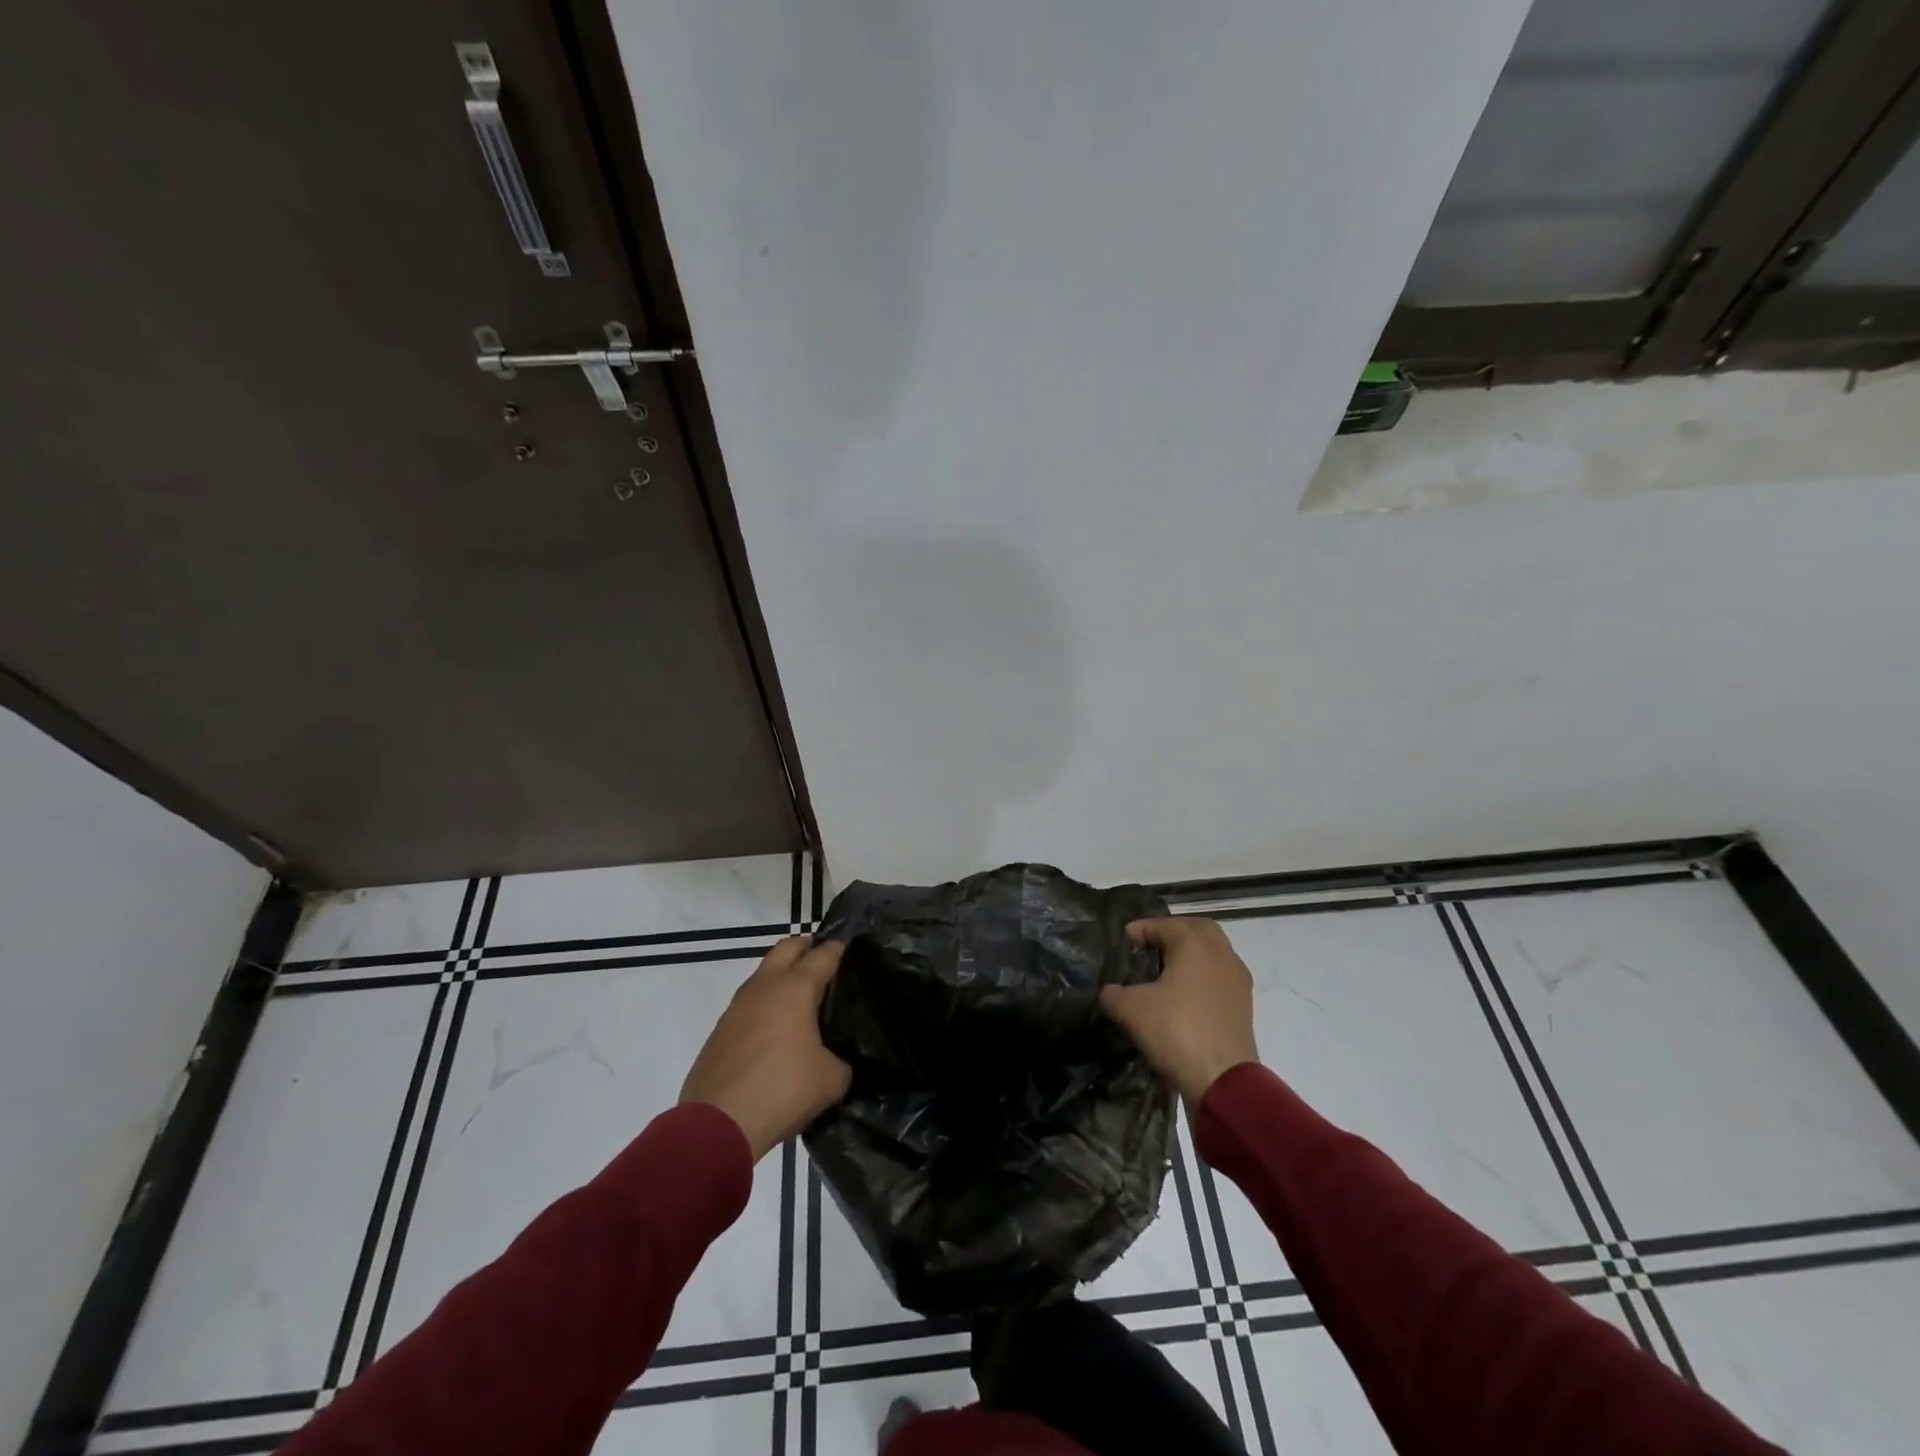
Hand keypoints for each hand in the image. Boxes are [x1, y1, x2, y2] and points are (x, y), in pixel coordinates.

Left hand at [680, 936, 850, 1161]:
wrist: (718, 1124)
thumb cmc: (782, 1090)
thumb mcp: (831, 1079)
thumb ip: (841, 1060)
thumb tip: (835, 1060)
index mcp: (795, 988)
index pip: (823, 955)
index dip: (839, 949)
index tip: (852, 949)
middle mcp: (765, 986)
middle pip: (787, 948)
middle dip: (807, 947)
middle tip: (824, 960)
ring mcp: (737, 1006)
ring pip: (763, 974)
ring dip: (782, 975)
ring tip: (801, 996)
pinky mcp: (720, 1030)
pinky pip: (749, 1003)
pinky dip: (765, 1004)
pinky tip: (775, 1028)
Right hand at [1100, 917, 1258, 1106]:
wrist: (1223, 1081)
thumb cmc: (1176, 1030)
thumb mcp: (1131, 1009)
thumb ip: (1114, 994)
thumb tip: (1109, 992)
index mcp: (1195, 945)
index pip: (1165, 925)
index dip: (1142, 929)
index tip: (1125, 939)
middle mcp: (1221, 955)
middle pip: (1198, 930)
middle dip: (1174, 932)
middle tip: (1151, 945)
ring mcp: (1237, 981)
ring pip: (1213, 954)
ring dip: (1191, 956)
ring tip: (1166, 972)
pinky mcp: (1244, 1007)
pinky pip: (1220, 978)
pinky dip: (1202, 977)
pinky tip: (1184, 996)